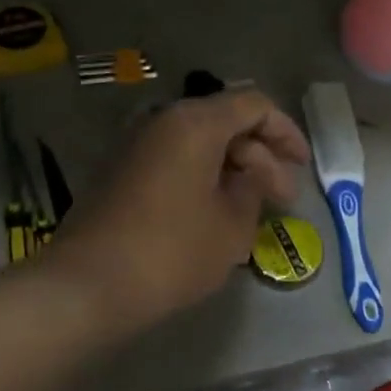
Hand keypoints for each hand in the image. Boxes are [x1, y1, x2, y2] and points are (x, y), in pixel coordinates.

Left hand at [49, 89, 310, 332]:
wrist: (88, 285)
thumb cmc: (172, 251)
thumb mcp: (232, 224)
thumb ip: (254, 187)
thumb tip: (254, 173)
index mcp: (194, 123)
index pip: (253, 105)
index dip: (286, 132)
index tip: (302, 166)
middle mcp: (162, 120)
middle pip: (225, 121)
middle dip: (260, 156)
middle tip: (282, 199)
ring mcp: (135, 145)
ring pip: (198, 143)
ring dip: (231, 168)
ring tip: (252, 209)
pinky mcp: (119, 171)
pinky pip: (174, 160)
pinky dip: (202, 177)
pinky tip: (216, 212)